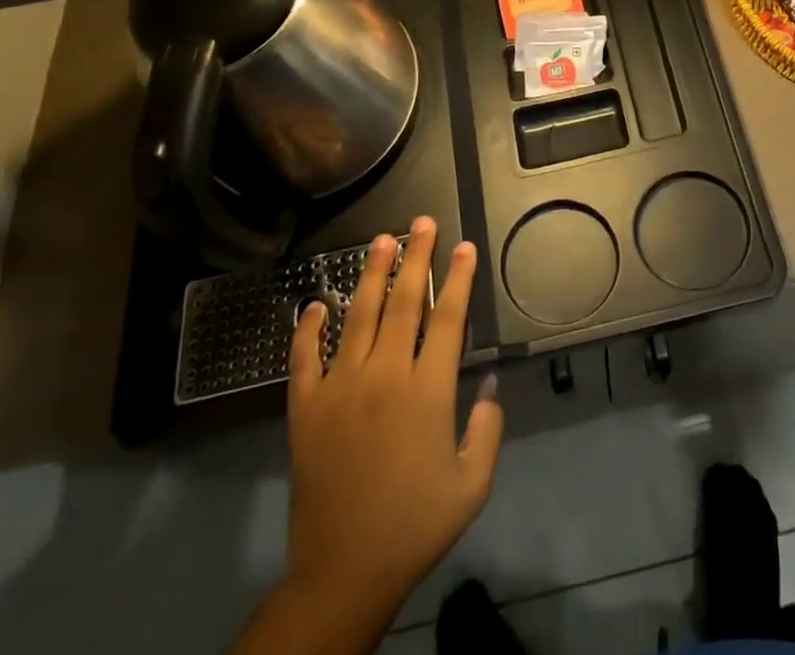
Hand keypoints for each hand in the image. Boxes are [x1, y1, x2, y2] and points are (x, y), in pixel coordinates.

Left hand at [280, 218, 502, 637]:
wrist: (344, 572)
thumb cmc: (414, 526)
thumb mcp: (471, 485)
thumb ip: (488, 428)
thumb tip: (489, 383)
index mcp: (427, 391)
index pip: (447, 318)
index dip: (457, 278)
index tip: (463, 246)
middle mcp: (384, 376)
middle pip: (404, 302)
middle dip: (416, 257)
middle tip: (421, 222)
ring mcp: (340, 388)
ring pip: (359, 316)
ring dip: (372, 274)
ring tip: (381, 240)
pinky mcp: (306, 409)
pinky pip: (304, 358)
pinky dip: (308, 328)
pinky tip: (315, 304)